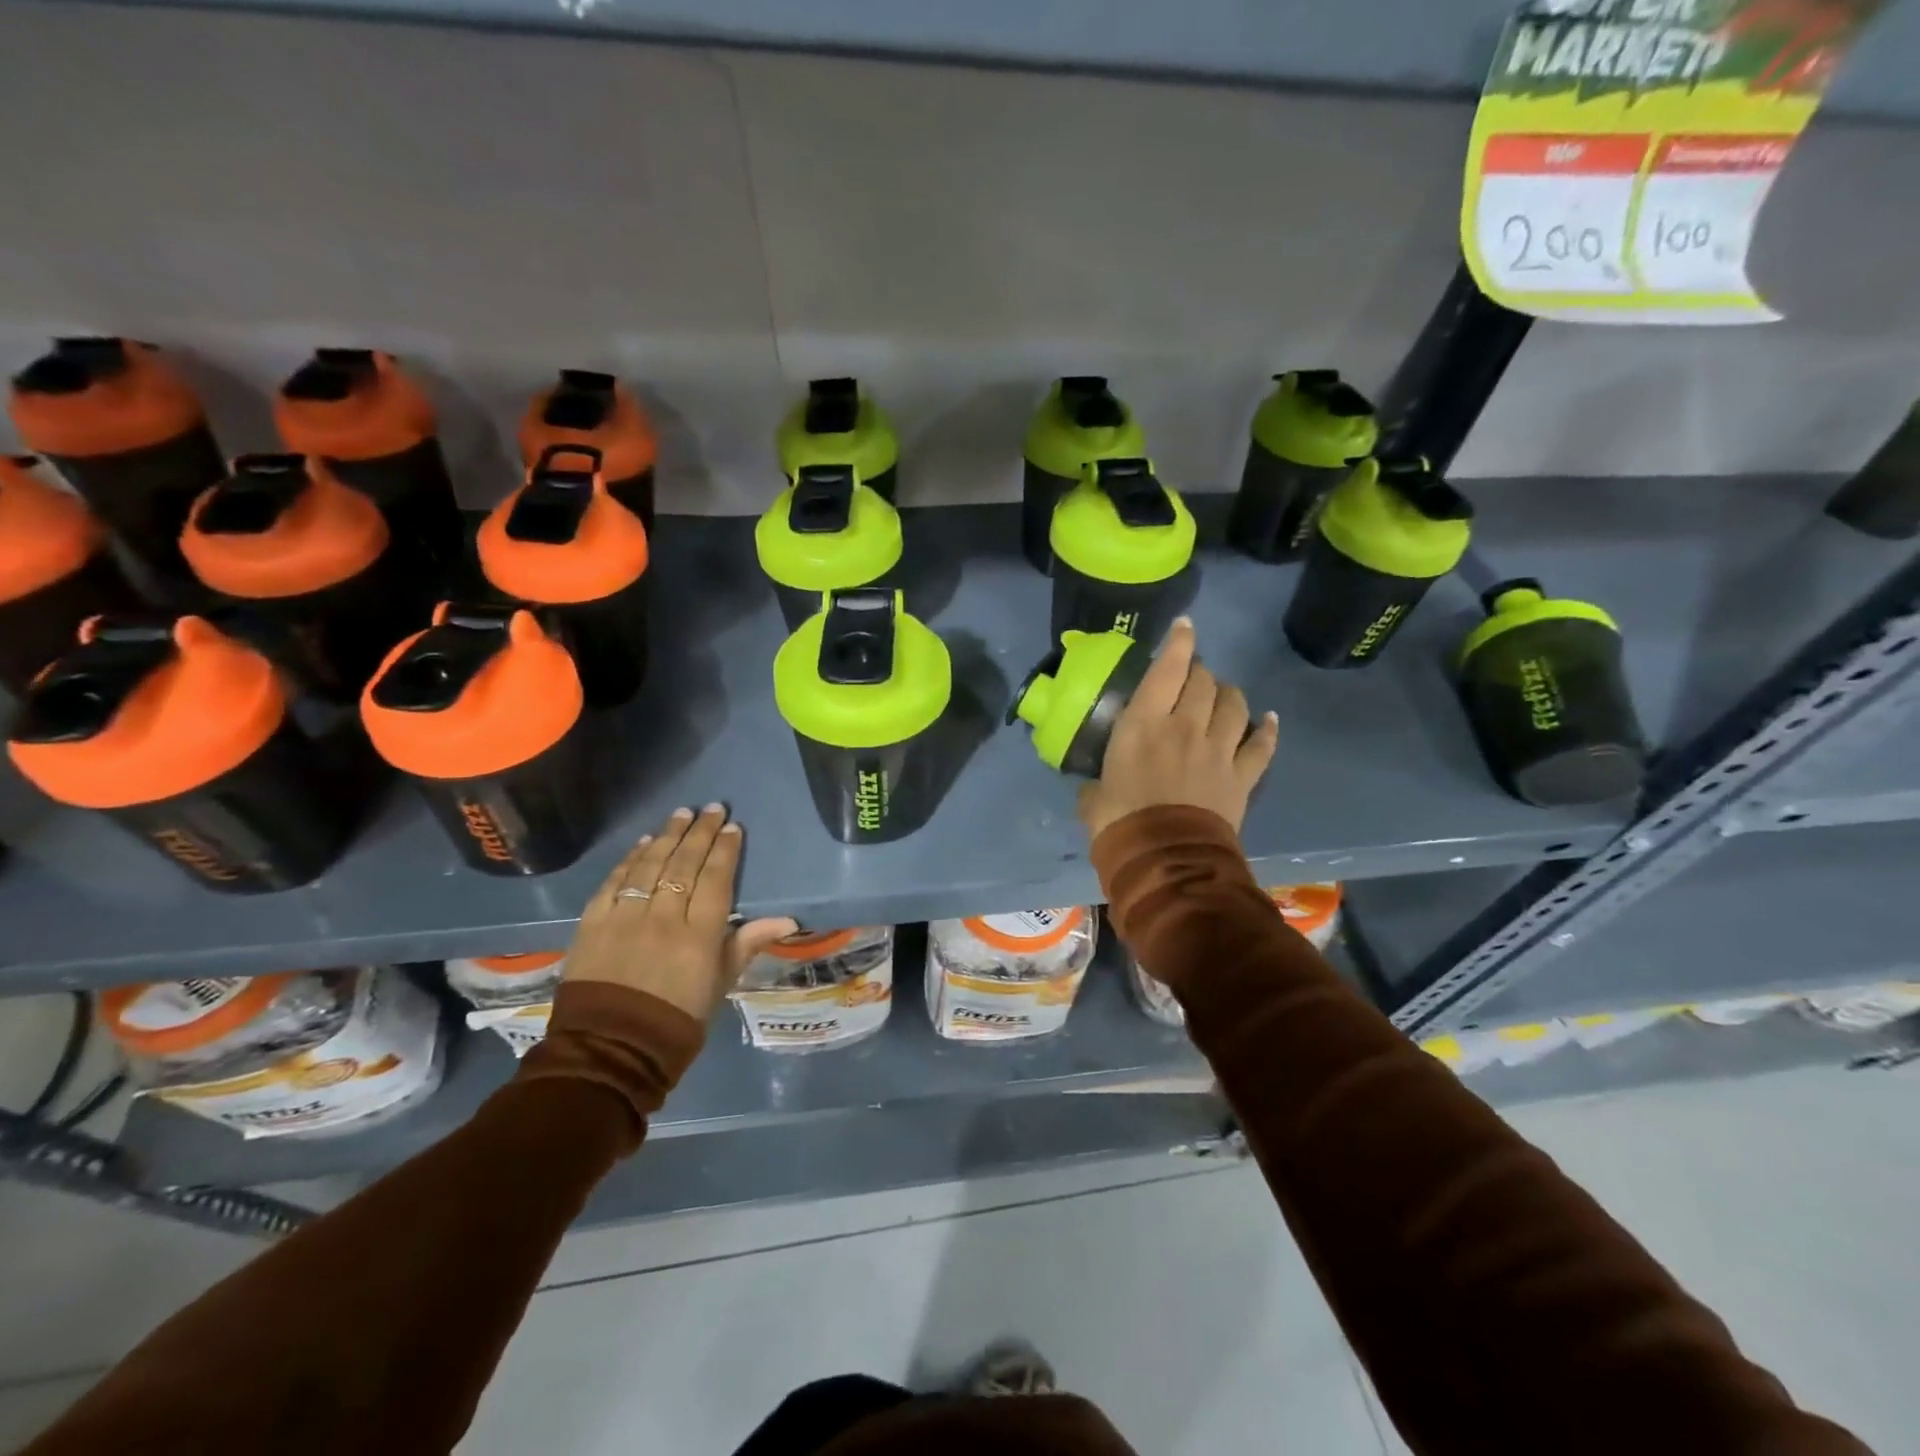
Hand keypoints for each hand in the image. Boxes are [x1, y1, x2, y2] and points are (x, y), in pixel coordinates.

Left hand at [563, 805, 797, 1020]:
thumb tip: (788, 919)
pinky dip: (630, 860)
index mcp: (699, 935)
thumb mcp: (721, 984)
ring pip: (650, 866)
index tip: (733, 828)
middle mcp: (663, 918)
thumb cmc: (677, 1020)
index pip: (715, 879)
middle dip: (700, 833)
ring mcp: (625, 918)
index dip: (725, 851)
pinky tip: (642, 843)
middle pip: (684, 864)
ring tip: (681, 814)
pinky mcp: (593, 924)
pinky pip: (614, 882)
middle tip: (711, 808)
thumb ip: (747, 944)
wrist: (611, 1050)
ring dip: (667, 836)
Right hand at [1076, 618, 1278, 839]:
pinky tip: (1268, 720)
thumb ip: (1096, 788)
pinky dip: (1266, 730)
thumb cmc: (1121, 824)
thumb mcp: (1094, 801)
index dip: (1178, 643)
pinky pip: (1261, 745)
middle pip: (1204, 682)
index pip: (1166, 669)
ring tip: (1223, 694)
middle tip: (1192, 676)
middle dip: (1200, 671)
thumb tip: (1094, 792)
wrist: (1167, 861)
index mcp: (1144, 724)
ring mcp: (1219, 749)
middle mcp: (1186, 725)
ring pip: (1234, 705)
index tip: (1184, 627)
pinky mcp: (1242, 776)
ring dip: (1229, 693)